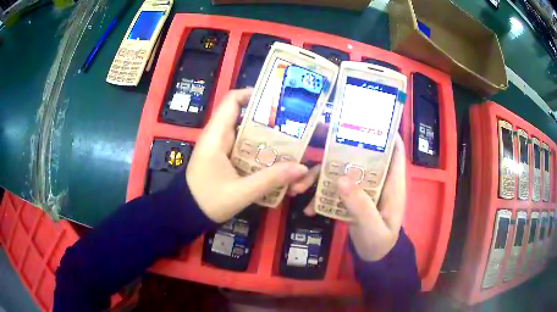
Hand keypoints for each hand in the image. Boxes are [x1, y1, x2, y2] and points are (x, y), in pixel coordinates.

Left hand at [186, 89, 308, 222]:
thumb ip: (270, 179)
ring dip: (268, 139)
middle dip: (270, 121)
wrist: (188, 215)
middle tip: (295, 128)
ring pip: (248, 134)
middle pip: (246, 116)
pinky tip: (276, 162)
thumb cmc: (207, 201)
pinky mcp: (225, 158)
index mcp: (216, 136)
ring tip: (291, 146)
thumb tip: (301, 168)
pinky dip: (261, 152)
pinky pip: (245, 148)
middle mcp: (219, 136)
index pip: (232, 100)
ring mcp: (222, 147)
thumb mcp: (241, 192)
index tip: (278, 101)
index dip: (253, 94)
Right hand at [289, 134, 406, 260]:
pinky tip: (307, 209)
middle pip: (360, 154)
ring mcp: (361, 189)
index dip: (382, 132)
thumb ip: (361, 206)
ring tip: (298, 187)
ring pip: (340, 171)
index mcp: (391, 182)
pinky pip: (333, 190)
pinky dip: (319, 196)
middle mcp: (376, 180)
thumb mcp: (373, 228)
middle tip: (313, 139)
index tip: (360, 121)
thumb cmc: (380, 242)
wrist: (372, 258)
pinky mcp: (349, 198)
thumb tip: (340, 179)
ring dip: (318, 176)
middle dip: (337, 148)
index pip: (394, 149)